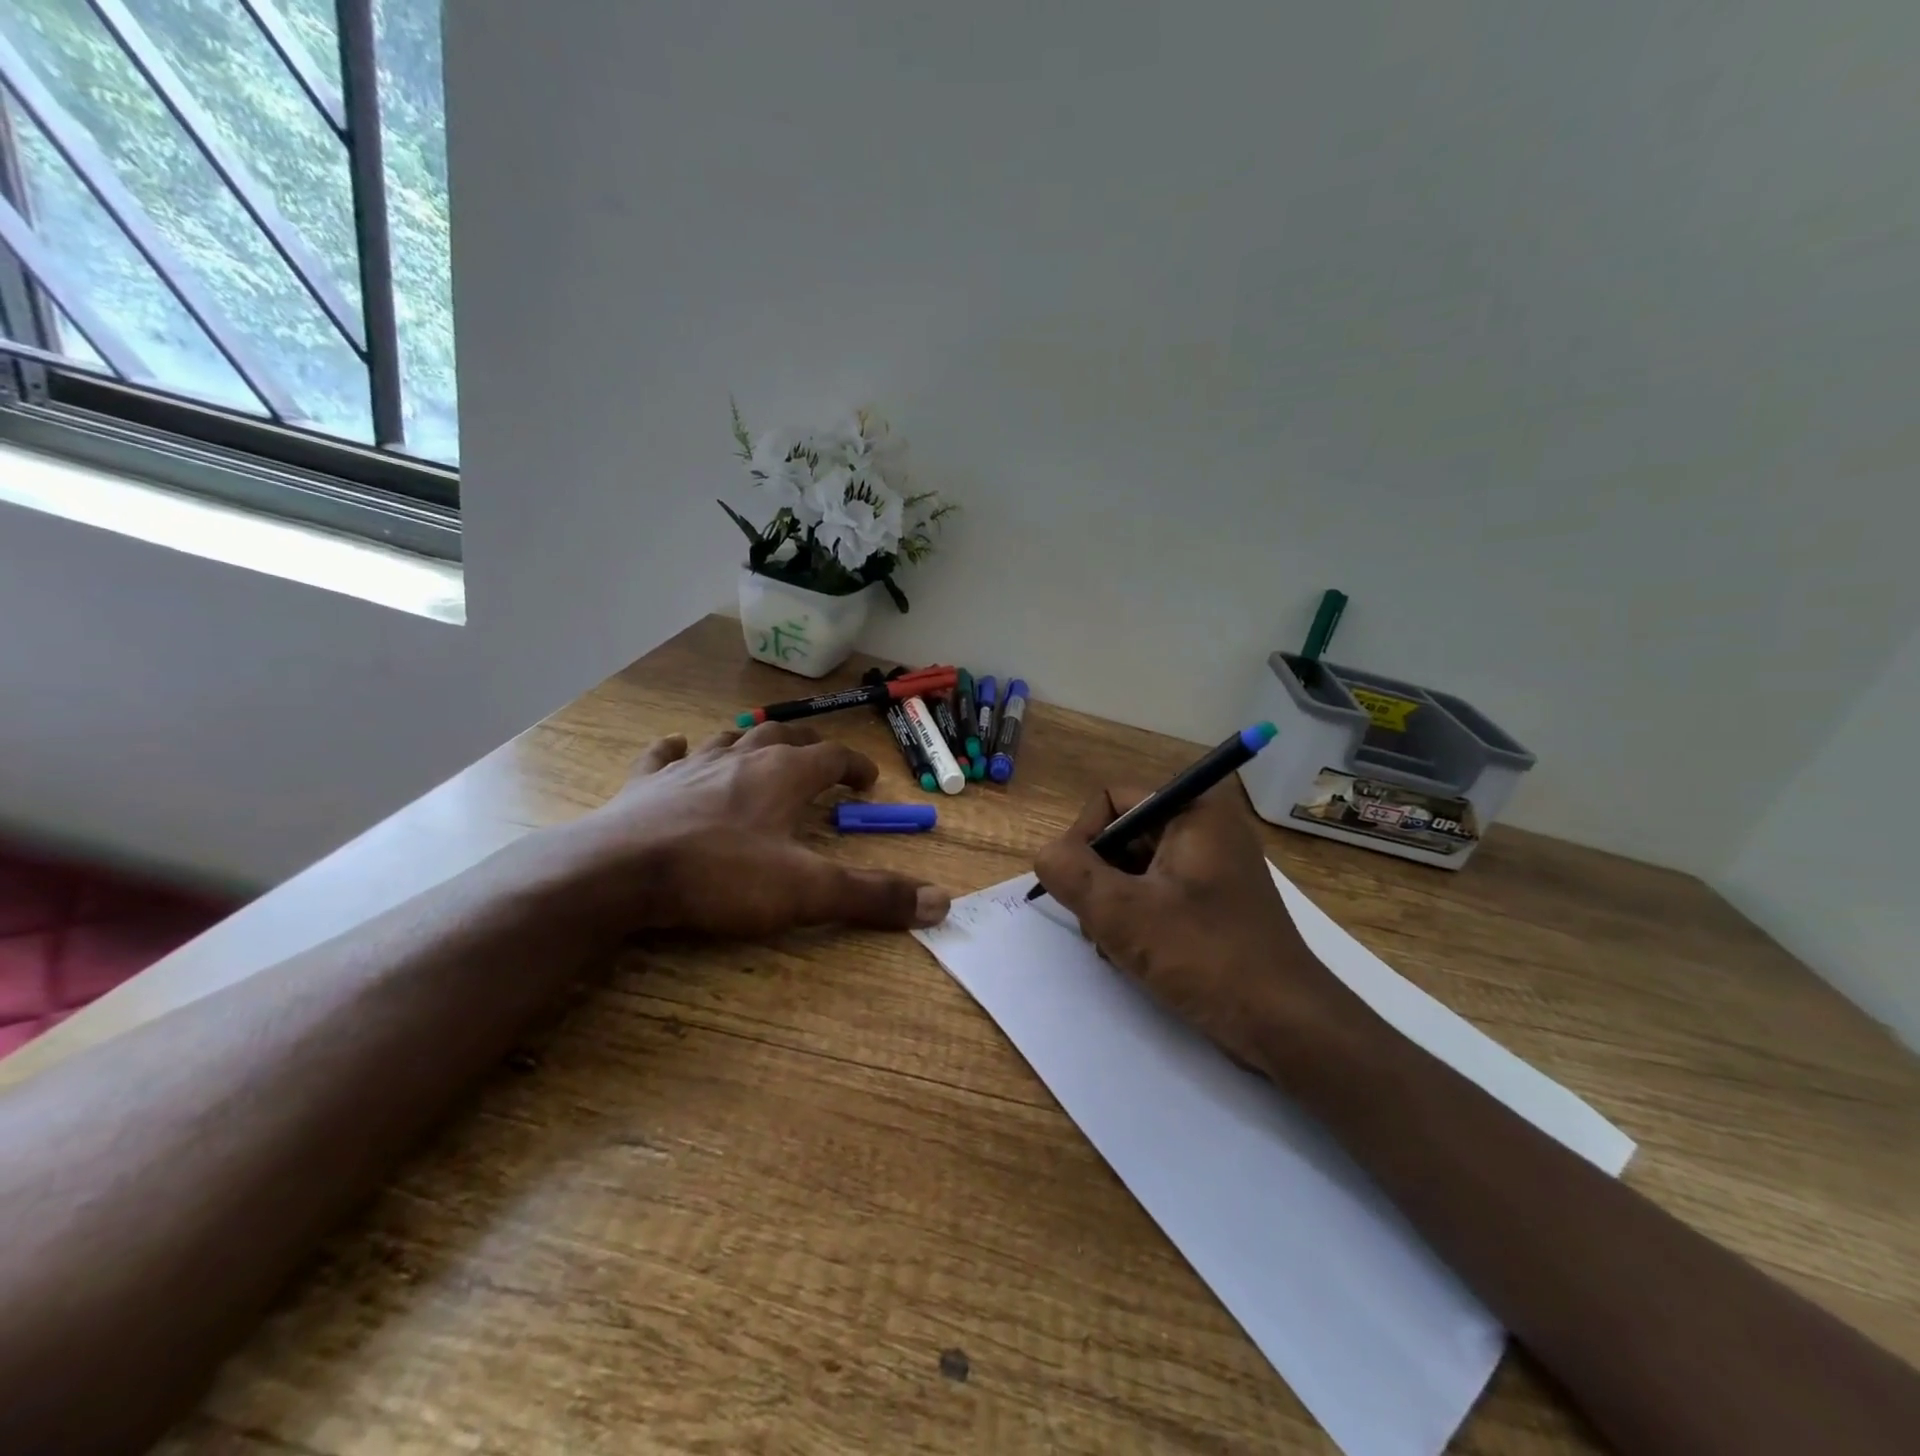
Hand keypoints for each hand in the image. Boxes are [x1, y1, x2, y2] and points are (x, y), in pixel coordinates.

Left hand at [552, 722, 950, 939]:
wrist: (620, 872)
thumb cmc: (721, 876)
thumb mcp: (806, 891)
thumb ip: (873, 896)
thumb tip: (942, 903)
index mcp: (783, 775)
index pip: (832, 757)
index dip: (854, 766)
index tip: (868, 781)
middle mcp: (740, 760)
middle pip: (783, 736)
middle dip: (809, 743)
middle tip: (823, 757)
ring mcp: (689, 768)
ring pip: (729, 740)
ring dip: (750, 741)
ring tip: (760, 748)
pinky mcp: (645, 785)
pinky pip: (663, 756)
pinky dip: (675, 750)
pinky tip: (676, 747)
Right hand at [1032, 784, 1352, 1073]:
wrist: (1286, 1025)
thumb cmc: (1205, 957)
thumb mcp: (1122, 913)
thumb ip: (1070, 873)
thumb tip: (1047, 855)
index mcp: (1193, 812)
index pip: (1111, 800)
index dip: (1082, 838)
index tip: (1076, 887)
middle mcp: (1206, 829)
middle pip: (1122, 835)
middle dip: (1098, 879)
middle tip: (1097, 925)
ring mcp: (1213, 868)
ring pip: (1135, 869)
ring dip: (1113, 904)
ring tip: (1117, 947)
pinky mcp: (1215, 903)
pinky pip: (1157, 894)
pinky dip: (1137, 919)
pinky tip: (1136, 957)